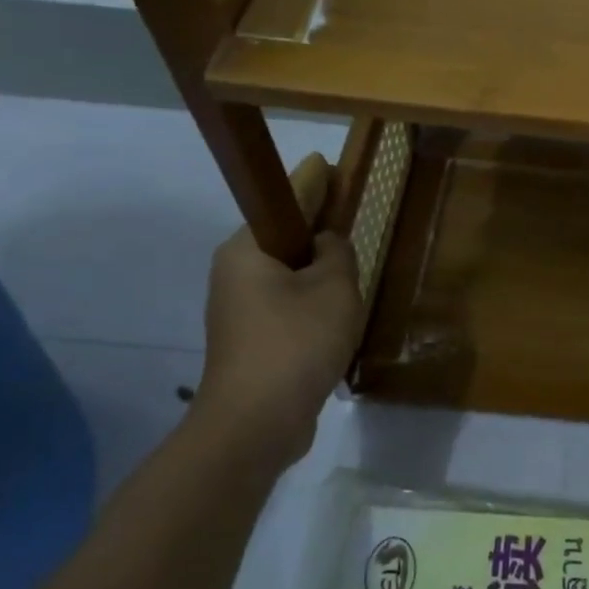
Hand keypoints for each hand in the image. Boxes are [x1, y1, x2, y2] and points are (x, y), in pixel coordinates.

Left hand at [189, 154, 364, 469]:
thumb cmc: (296, 343)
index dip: (313, 182)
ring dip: (319, 273)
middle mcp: (235, 273)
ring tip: (353, 272)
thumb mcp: (334, 288)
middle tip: (352, 221)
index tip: (328, 163)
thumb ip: (338, 254)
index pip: (285, 201)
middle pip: (285, 239)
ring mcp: (239, 311)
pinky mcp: (251, 341)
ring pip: (288, 276)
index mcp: (247, 250)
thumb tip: (329, 243)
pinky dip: (313, 302)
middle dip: (319, 231)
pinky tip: (338, 314)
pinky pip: (288, 306)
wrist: (255, 424)